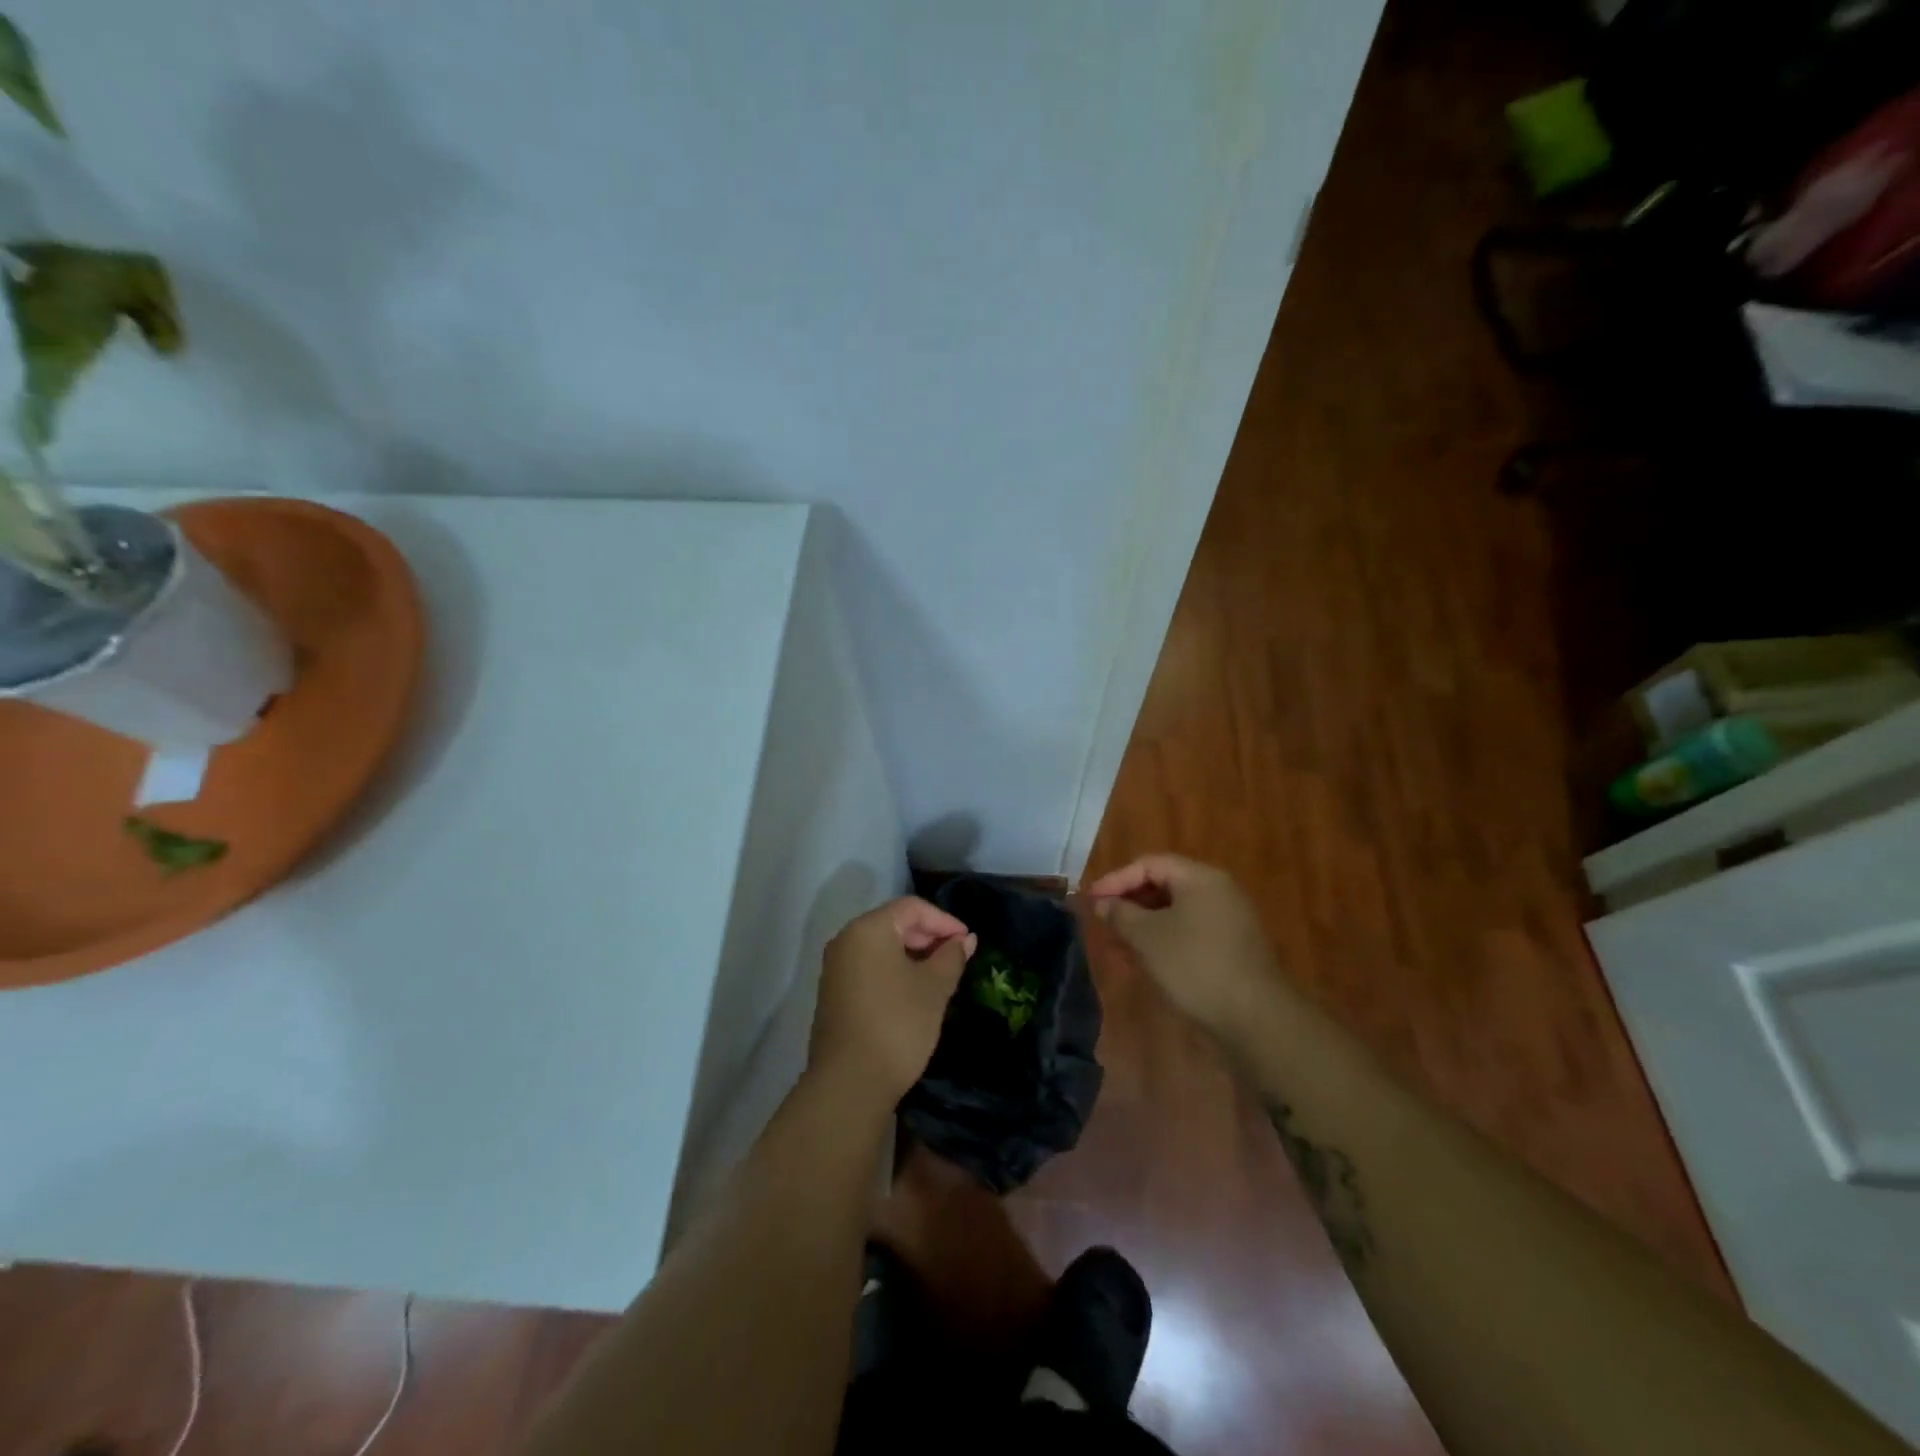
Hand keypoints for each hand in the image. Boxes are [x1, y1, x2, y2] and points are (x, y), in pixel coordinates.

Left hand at [810, 897, 975, 1108]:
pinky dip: (894, 970)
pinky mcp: (834, 993)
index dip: (944, 920)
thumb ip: (951, 957)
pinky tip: (914, 993)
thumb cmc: (897, 1025)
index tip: (968, 942)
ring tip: (940, 975)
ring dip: (913, 955)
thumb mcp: (933, 988)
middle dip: (928, 936)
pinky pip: (869, 966)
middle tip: (957, 958)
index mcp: (868, 929)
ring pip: (881, 946)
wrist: (849, 1084)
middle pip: (894, 923)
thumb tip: (964, 939)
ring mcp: (835, 968)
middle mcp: (846, 940)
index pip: (912, 907)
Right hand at [1084, 854, 1279, 1032]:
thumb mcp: (1147, 937)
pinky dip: (1164, 940)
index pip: (1149, 864)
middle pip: (1164, 885)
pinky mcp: (1232, 947)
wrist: (1255, 1018)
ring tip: (1119, 946)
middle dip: (1129, 903)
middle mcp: (1218, 891)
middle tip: (1103, 922)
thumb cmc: (1195, 965)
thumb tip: (1103, 903)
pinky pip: (1190, 931)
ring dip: (1144, 924)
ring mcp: (1229, 920)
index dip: (1116, 879)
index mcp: (1200, 878)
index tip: (1091, 900)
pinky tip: (1147, 962)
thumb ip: (1121, 914)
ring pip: (1176, 911)